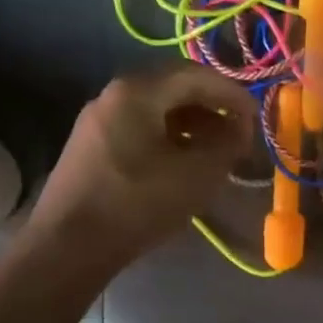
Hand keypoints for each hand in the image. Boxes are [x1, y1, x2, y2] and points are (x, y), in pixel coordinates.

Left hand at [29, 63, 256, 265]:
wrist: (67, 247)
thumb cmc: (137, 203)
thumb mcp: (196, 175)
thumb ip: (227, 145)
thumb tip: (240, 129)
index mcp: (138, 91)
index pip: (197, 75)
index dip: (232, 94)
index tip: (255, 118)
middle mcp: (114, 94)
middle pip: (174, 87)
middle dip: (212, 106)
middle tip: (237, 131)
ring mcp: (98, 119)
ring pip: (156, 108)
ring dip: (191, 122)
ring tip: (215, 150)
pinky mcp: (91, 144)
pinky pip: (139, 126)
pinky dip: (168, 135)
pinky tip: (183, 162)